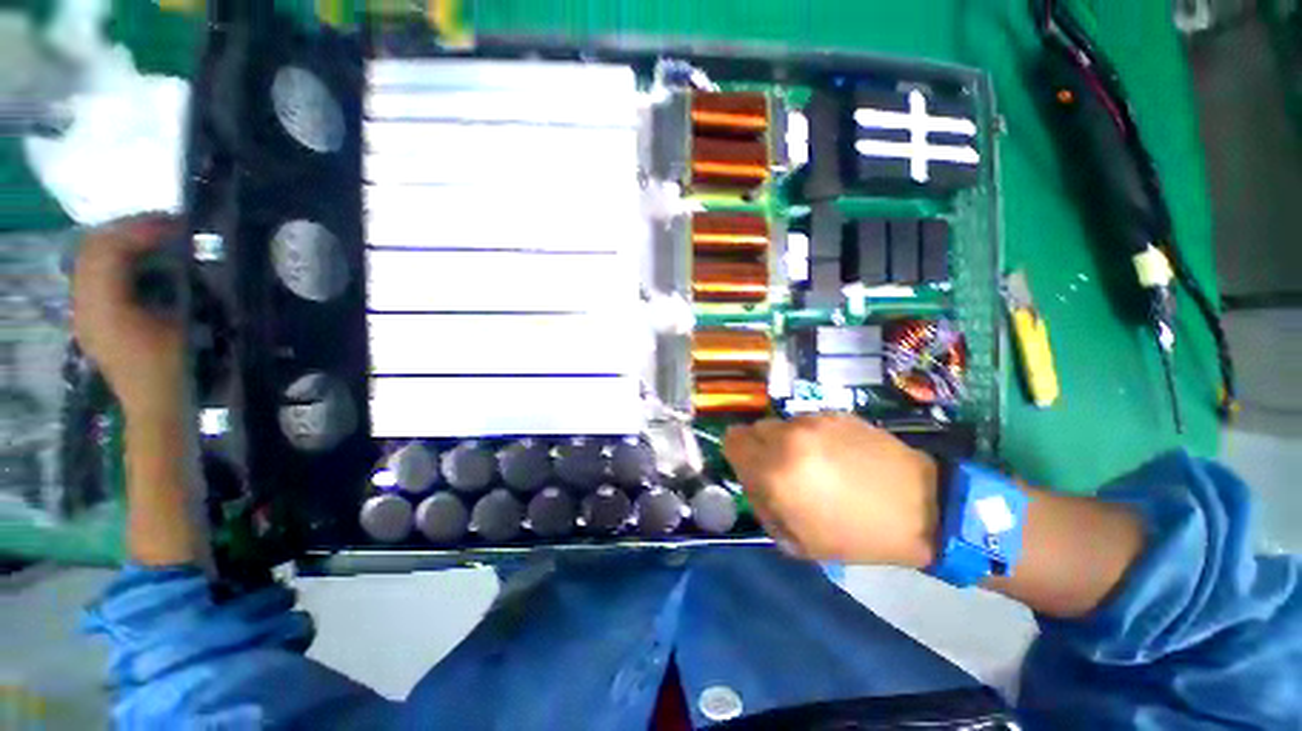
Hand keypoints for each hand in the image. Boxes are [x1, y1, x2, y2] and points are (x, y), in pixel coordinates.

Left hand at [72, 216, 183, 425]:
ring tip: (160, 239)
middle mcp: (84, 306)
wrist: (161, 410)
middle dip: (131, 229)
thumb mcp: (189, 329)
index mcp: (105, 309)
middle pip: (93, 247)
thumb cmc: (183, 372)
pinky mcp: (91, 318)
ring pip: (91, 258)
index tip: (181, 225)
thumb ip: (182, 287)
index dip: (142, 229)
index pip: (108, 249)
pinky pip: (95, 274)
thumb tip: (188, 252)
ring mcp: (84, 313)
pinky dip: (118, 259)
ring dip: (124, 242)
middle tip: (172, 226)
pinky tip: (145, 263)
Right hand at [723, 413, 939, 567]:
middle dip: (761, 447)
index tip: (752, 467)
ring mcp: (812, 421)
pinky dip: (810, 434)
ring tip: (814, 461)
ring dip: (786, 440)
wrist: (921, 507)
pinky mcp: (835, 413)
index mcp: (774, 471)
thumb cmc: (856, 534)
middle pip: (753, 429)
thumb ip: (762, 506)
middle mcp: (787, 438)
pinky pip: (806, 421)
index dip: (737, 453)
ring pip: (780, 423)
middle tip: (783, 468)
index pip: (731, 441)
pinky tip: (835, 453)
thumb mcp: (798, 541)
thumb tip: (753, 481)